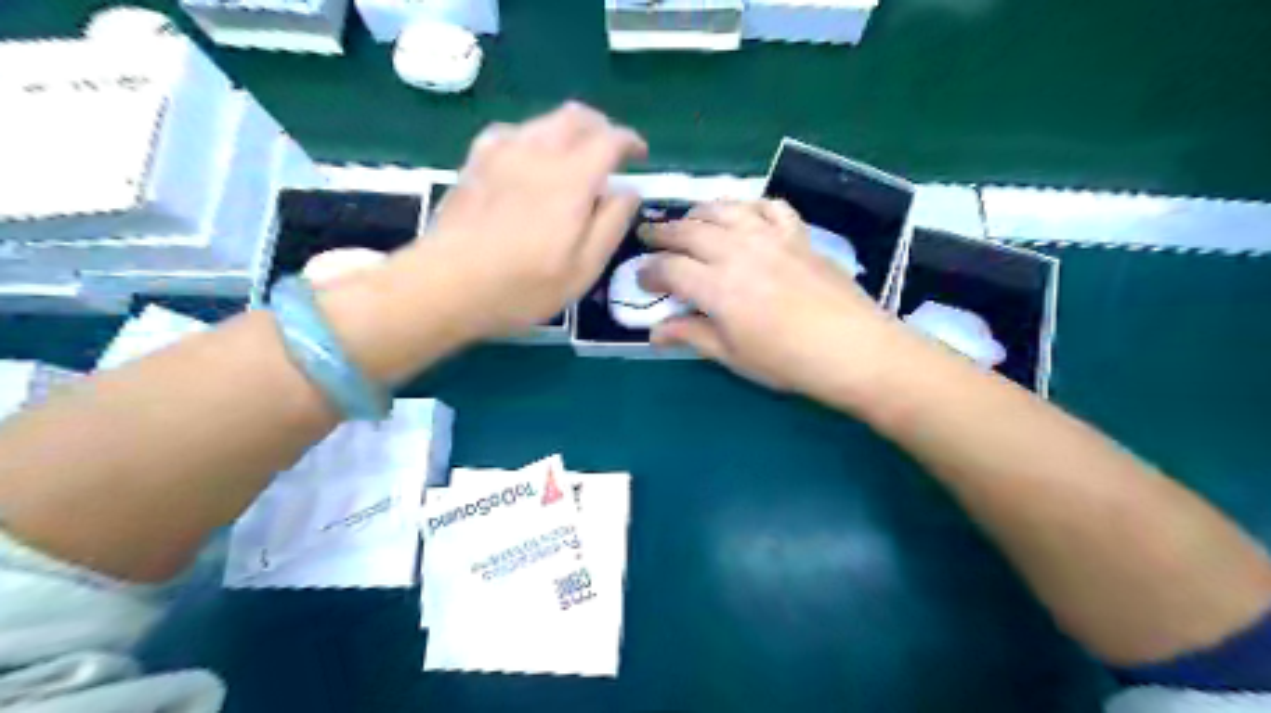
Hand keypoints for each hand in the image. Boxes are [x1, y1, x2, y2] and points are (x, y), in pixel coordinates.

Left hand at [421, 101, 648, 338]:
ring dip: (569, 131)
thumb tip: (629, 191)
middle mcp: (537, 152)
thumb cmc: (522, 287)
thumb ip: (611, 225)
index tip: (640, 156)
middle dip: (601, 128)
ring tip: (575, 159)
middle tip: (611, 154)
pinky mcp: (475, 160)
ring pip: (544, 120)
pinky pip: (512, 131)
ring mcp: (501, 152)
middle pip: (576, 117)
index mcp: (571, 179)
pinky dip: (534, 137)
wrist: (445, 286)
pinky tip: (530, 160)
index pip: (609, 139)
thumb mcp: (582, 269)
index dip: (630, 142)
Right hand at [641, 201, 919, 409]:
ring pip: (724, 211)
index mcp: (717, 287)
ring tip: (687, 219)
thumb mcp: (733, 356)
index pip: (670, 269)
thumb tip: (655, 332)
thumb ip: (692, 335)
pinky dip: (750, 205)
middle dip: (663, 234)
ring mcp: (770, 238)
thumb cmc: (787, 361)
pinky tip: (743, 214)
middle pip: (690, 231)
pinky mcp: (798, 235)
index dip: (649, 272)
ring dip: (698, 212)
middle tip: (648, 237)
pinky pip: (769, 206)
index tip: (641, 280)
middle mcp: (738, 252)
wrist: (853, 349)